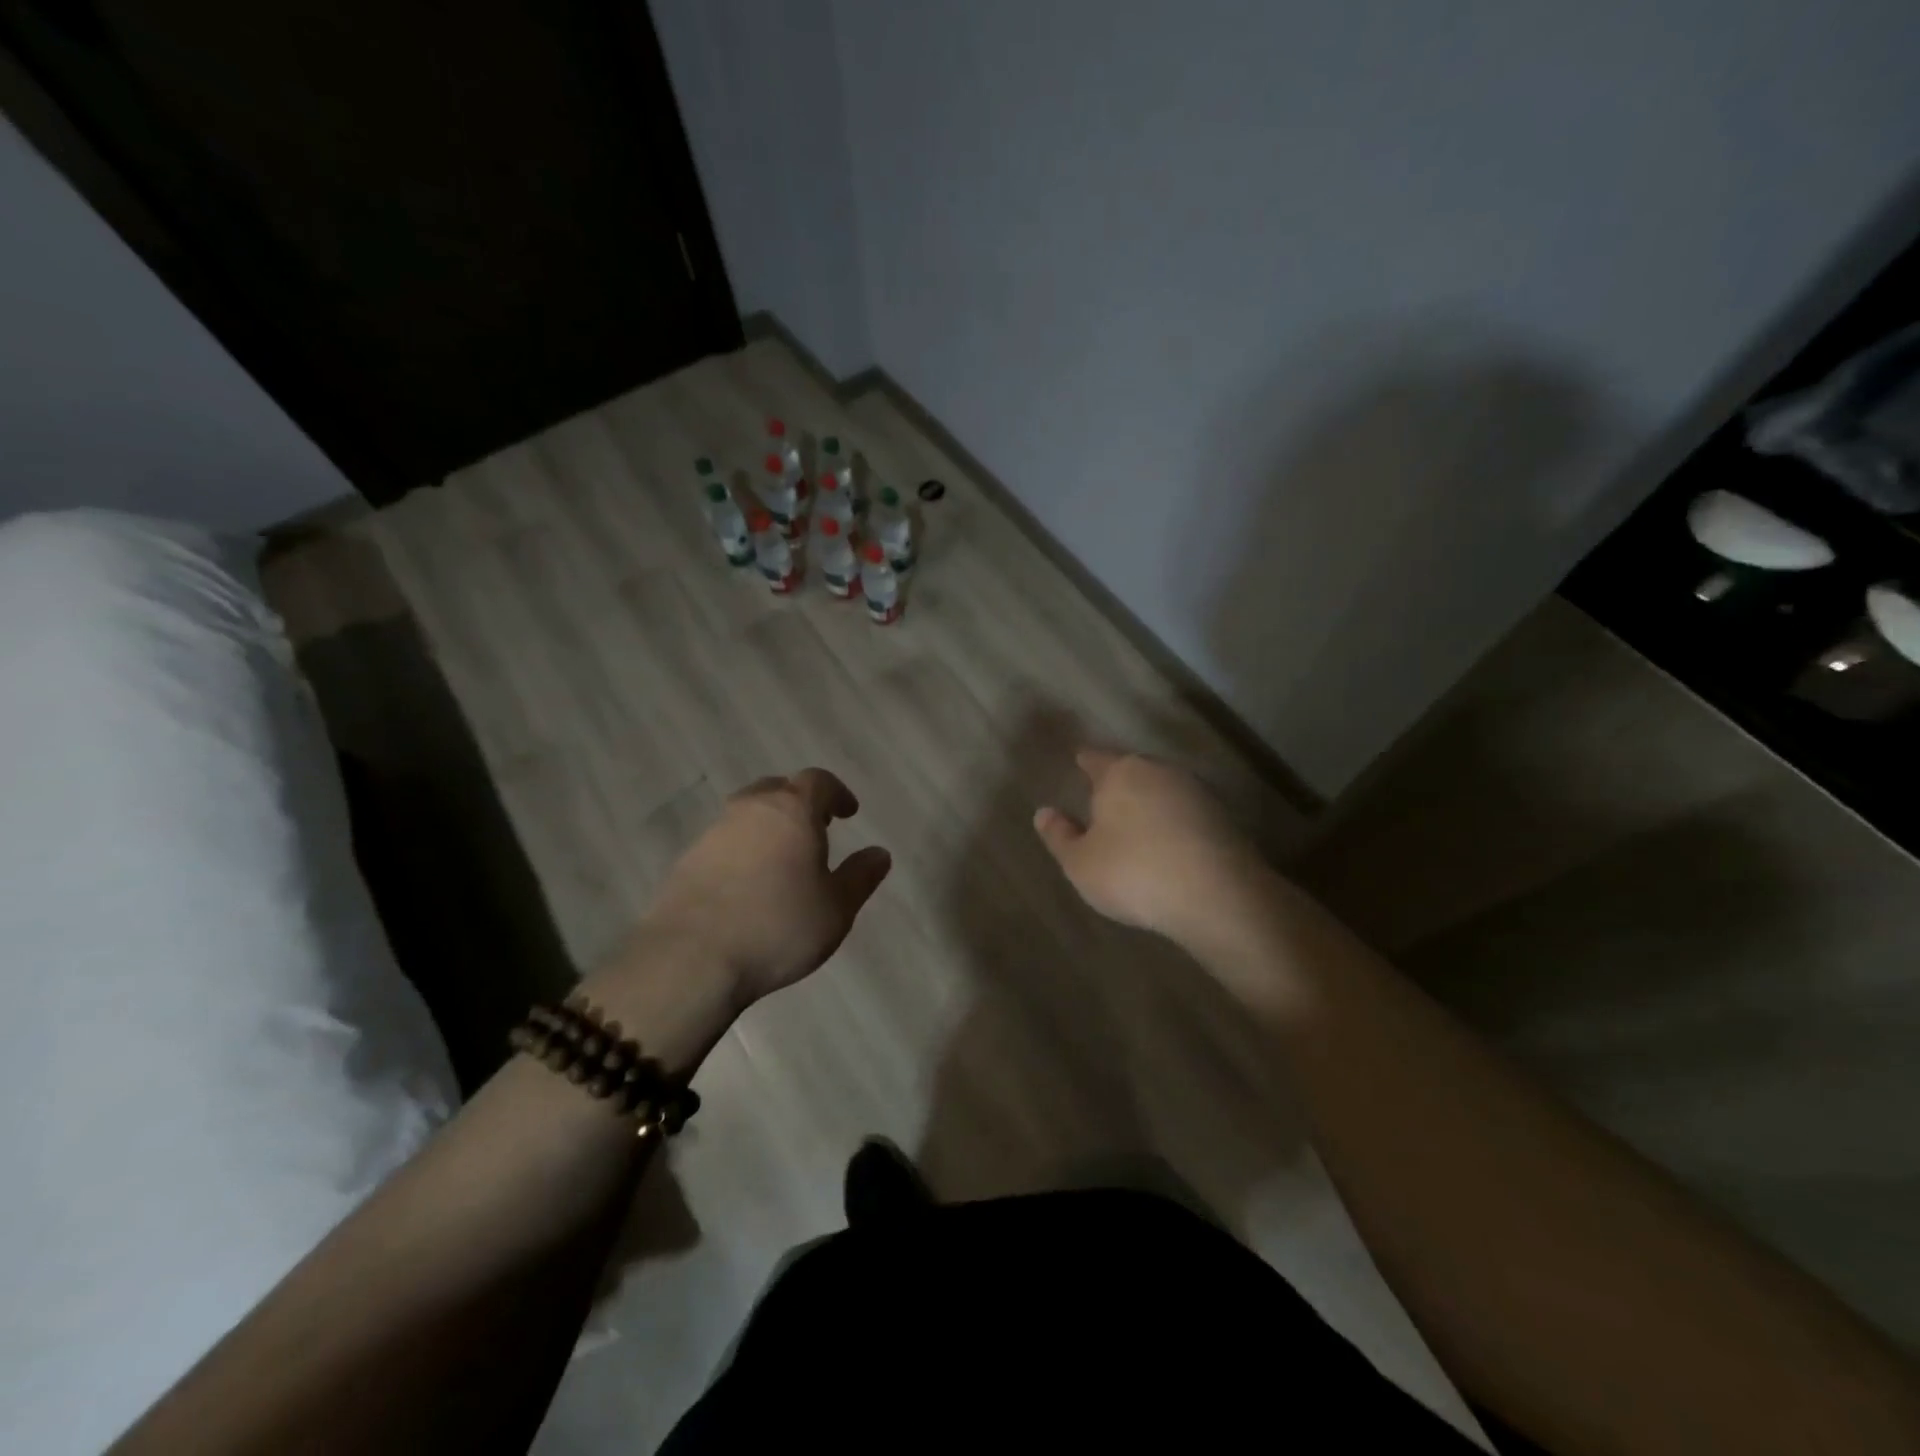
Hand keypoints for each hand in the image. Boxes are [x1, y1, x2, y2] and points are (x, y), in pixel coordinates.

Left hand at [638, 769, 891, 1008]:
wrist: (690, 959)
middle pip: (777, 789)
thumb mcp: (836, 908)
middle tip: (815, 828)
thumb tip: (880, 853)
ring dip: (768, 826)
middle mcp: (750, 810)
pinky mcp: (686, 861)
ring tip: (782, 858)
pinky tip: (748, 883)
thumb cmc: (778, 927)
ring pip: (746, 814)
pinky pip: (723, 842)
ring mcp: (712, 833)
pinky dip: (742, 851)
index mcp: (792, 810)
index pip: (818, 781)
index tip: (848, 812)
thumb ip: (860, 876)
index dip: (837, 793)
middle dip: (799, 802)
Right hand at [1034, 749, 1265, 947]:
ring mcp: (1196, 792)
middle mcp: (1159, 771)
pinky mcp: (1223, 817)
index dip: (1085, 762)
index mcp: (1120, 773)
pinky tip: (1168, 845)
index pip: (1095, 758)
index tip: (1079, 761)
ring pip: (1162, 789)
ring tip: (1136, 826)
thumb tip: (1044, 813)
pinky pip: (1186, 813)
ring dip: (1149, 803)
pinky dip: (1173, 823)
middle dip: (1118, 783)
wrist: (1218, 896)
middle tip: (1104, 801)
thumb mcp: (1081, 863)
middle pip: (1132, 770)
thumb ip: (1060, 835)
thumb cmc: (1134, 873)